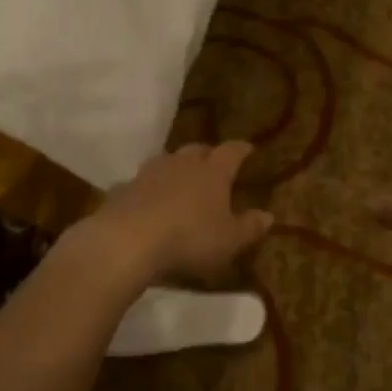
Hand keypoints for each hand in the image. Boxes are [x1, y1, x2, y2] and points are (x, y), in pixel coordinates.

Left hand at [77, 141, 273, 290]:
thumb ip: (249, 227)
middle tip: (213, 163)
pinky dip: (148, 189)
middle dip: (207, 155)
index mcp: (212, 172)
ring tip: (180, 178)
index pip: (231, 152)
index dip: (240, 149)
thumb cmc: (189, 239)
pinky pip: (140, 183)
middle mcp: (182, 164)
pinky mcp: (123, 189)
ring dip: (175, 167)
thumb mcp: (229, 240)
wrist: (127, 242)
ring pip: (166, 161)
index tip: (248, 148)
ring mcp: (149, 174)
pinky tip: (147, 201)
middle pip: (197, 150)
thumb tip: (269, 215)